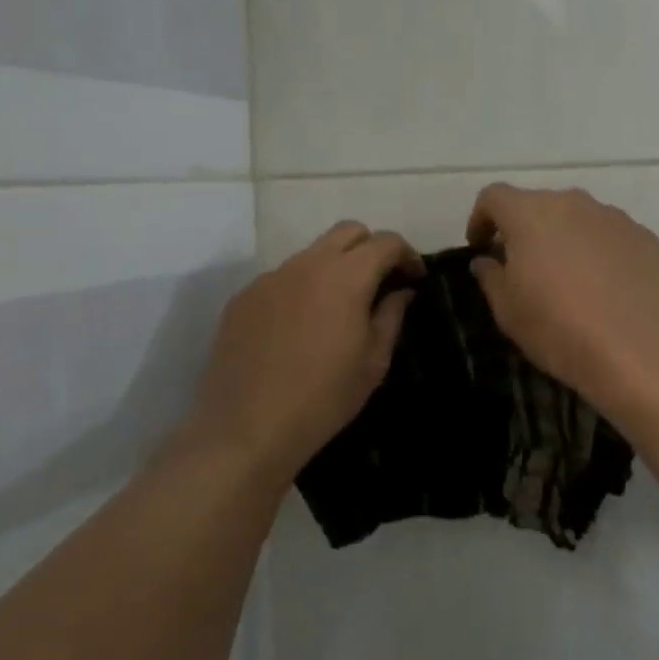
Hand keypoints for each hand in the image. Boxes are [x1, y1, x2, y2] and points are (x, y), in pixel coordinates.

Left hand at [187, 221, 422, 479]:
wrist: (246, 428)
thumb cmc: (324, 397)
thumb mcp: (373, 361)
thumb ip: (391, 316)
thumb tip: (401, 292)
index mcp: (346, 277)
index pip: (385, 242)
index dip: (407, 254)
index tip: (415, 278)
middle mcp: (307, 264)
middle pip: (347, 231)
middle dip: (371, 248)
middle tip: (381, 281)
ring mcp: (270, 278)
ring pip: (312, 253)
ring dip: (335, 267)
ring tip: (339, 306)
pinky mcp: (244, 297)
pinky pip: (283, 278)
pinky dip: (302, 287)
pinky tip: (301, 326)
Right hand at [466, 184, 658, 419]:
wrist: (642, 349)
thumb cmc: (560, 329)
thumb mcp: (508, 311)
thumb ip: (491, 277)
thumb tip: (487, 260)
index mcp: (530, 213)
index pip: (494, 196)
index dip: (481, 218)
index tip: (480, 247)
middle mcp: (572, 203)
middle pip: (538, 204)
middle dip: (524, 229)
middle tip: (521, 266)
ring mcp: (613, 217)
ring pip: (576, 217)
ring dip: (563, 238)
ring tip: (566, 278)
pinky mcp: (644, 236)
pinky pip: (609, 235)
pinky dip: (597, 250)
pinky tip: (603, 287)